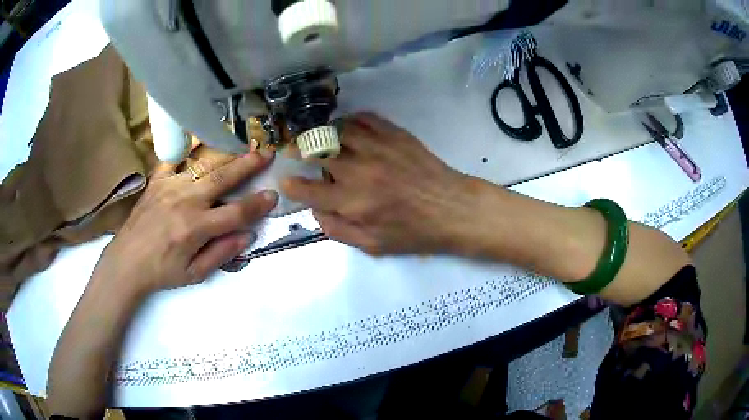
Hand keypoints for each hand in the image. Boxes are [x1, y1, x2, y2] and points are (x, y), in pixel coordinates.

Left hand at [93, 150, 277, 296]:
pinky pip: (173, 158)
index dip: (257, 205)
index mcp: (195, 228)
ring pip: (202, 164)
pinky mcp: (156, 181)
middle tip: (267, 153)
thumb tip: (247, 236)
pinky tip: (199, 140)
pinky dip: (187, 148)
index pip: (235, 213)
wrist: (126, 262)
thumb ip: (221, 254)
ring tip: (242, 145)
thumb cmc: (161, 272)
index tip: (273, 196)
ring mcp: (169, 187)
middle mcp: (185, 201)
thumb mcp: (194, 274)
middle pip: (222, 179)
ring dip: (226, 154)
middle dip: (248, 165)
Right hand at [282, 113, 474, 254]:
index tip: (287, 181)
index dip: (292, 185)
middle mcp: (359, 170)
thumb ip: (339, 230)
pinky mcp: (395, 135)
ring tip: (322, 138)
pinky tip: (350, 128)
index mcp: (352, 201)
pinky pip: (366, 118)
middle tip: (296, 150)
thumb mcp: (374, 245)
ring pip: (338, 129)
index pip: (309, 189)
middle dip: (299, 149)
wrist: (453, 209)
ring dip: (324, 133)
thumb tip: (317, 212)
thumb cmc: (414, 232)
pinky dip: (351, 120)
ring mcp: (378, 147)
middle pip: (317, 150)